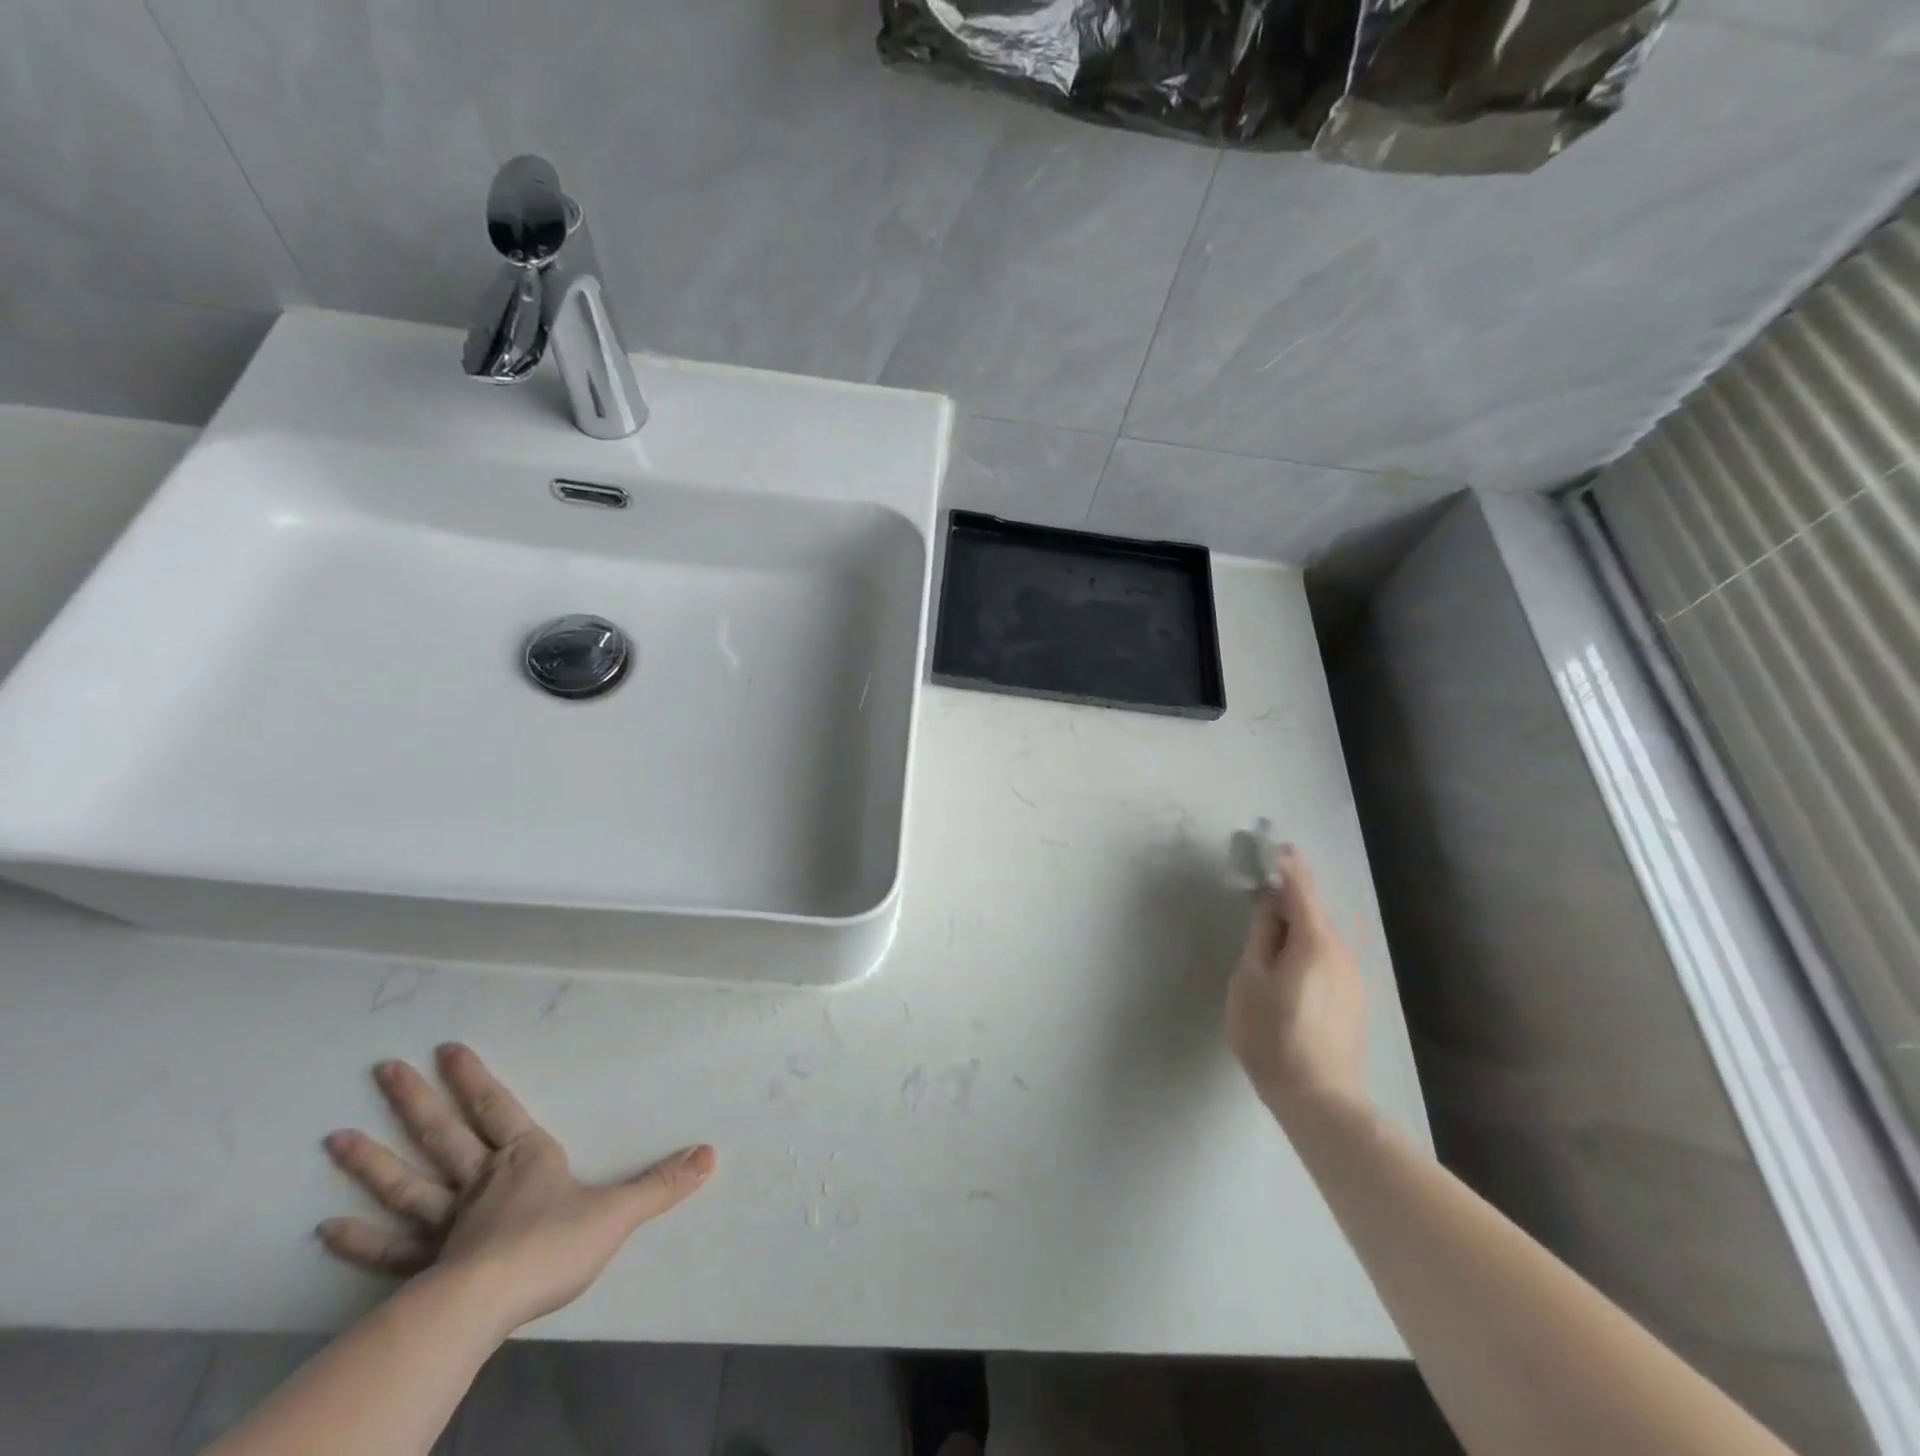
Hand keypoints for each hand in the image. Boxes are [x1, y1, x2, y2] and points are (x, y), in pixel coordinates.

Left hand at [318, 1043, 714, 1333]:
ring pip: (406, 1183)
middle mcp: (479, 1181)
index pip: (496, 1108)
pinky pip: (388, 1249)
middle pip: (443, 1134)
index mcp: (523, 1159)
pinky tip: (325, 1228)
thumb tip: (711, 1153)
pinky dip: (356, 1239)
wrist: (487, 1305)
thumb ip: (662, 1184)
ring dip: (372, 1161)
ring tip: (335, 1137)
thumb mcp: (619, 1212)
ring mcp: (445, 1224)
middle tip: (382, 1069)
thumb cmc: (552, 1246)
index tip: (445, 1049)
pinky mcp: (422, 1267)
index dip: (473, 1079)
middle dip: (415, 1101)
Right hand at [1224, 846, 1370, 1126]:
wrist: (1319, 1098)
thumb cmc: (1272, 1034)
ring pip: (1323, 936)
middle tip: (1269, 882)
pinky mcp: (1353, 999)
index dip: (1289, 867)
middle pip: (1315, 912)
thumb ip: (1261, 937)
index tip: (1278, 846)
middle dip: (1293, 894)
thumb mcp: (1251, 980)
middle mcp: (1341, 953)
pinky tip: (1292, 958)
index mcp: (1315, 942)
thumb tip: (1270, 907)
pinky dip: (1308, 944)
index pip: (1301, 891)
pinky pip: (1328, 957)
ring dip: (1300, 922)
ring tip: (1274, 921)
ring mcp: (1352, 978)